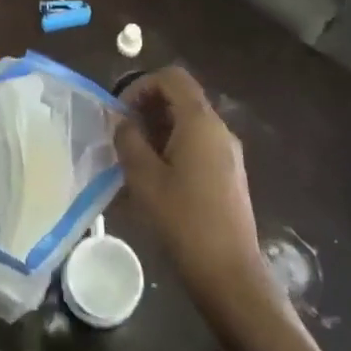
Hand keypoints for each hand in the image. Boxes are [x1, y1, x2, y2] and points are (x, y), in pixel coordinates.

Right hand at [114, 68, 272, 306]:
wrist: (229, 272)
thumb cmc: (183, 220)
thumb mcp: (143, 178)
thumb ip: (128, 140)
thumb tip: (123, 121)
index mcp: (200, 122)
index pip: (172, 78)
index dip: (142, 84)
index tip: (122, 111)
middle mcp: (219, 129)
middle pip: (182, 98)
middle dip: (148, 107)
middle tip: (123, 134)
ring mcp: (228, 152)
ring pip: (189, 123)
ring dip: (159, 129)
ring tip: (134, 157)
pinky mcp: (229, 174)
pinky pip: (198, 144)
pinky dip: (174, 146)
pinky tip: (156, 177)